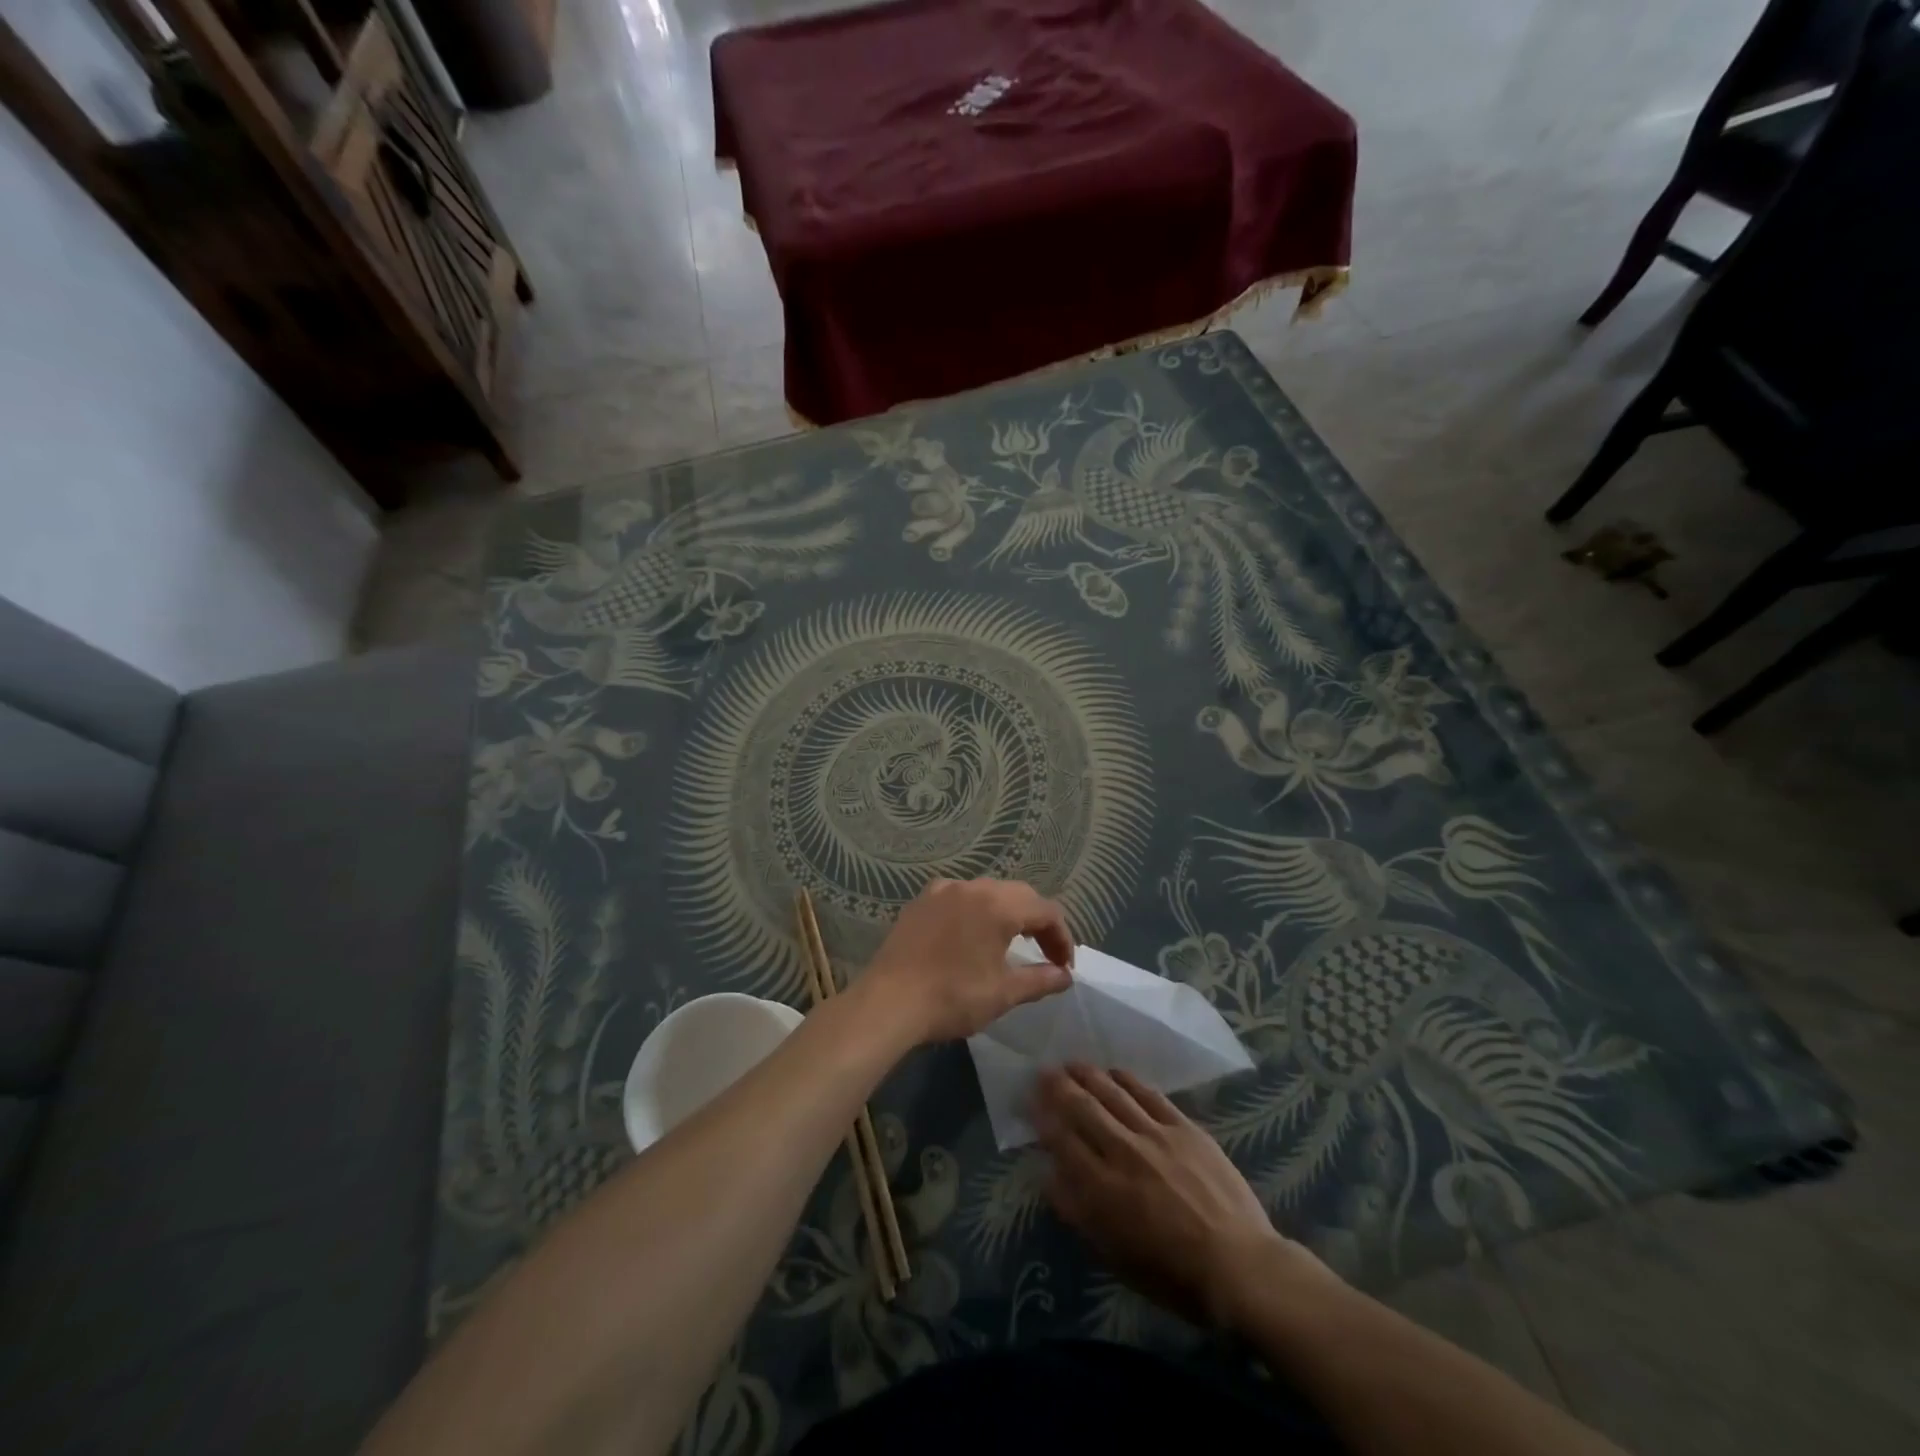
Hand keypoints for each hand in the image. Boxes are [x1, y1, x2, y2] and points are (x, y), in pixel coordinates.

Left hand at [859, 878, 1074, 1043]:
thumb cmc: (953, 997)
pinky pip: (959, 897)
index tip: (1064, 967)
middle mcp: (972, 887)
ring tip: (1012, 943)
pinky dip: (976, 911)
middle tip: (1046, 955)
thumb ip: (1040, 980)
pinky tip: (971, 935)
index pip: (1045, 911)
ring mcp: (942, 890)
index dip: (1061, 938)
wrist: (889, 1002)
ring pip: (988, 892)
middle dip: (1038, 922)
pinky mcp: (920, 901)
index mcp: (998, 905)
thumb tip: (1065, 976)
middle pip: (1019, 895)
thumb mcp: (1003, 993)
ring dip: (1007, 913)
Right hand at [1034, 1065, 1332, 1328]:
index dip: (1043, 1116)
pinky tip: (1115, 1072)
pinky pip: (1149, 1094)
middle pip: (1083, 1108)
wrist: (1239, 1265)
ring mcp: (1155, 1134)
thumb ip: (1078, 1212)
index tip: (1030, 1099)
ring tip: (1072, 1064)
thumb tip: (1049, 1176)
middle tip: (1044, 1071)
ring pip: (1113, 1093)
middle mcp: (1123, 1151)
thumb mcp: (1114, 1255)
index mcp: (1102, 1187)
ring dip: (1089, 1075)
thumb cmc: (1172, 1273)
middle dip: (1059, 1087)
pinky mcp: (1184, 1127)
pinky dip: (1128, 1080)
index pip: (1062, 1139)